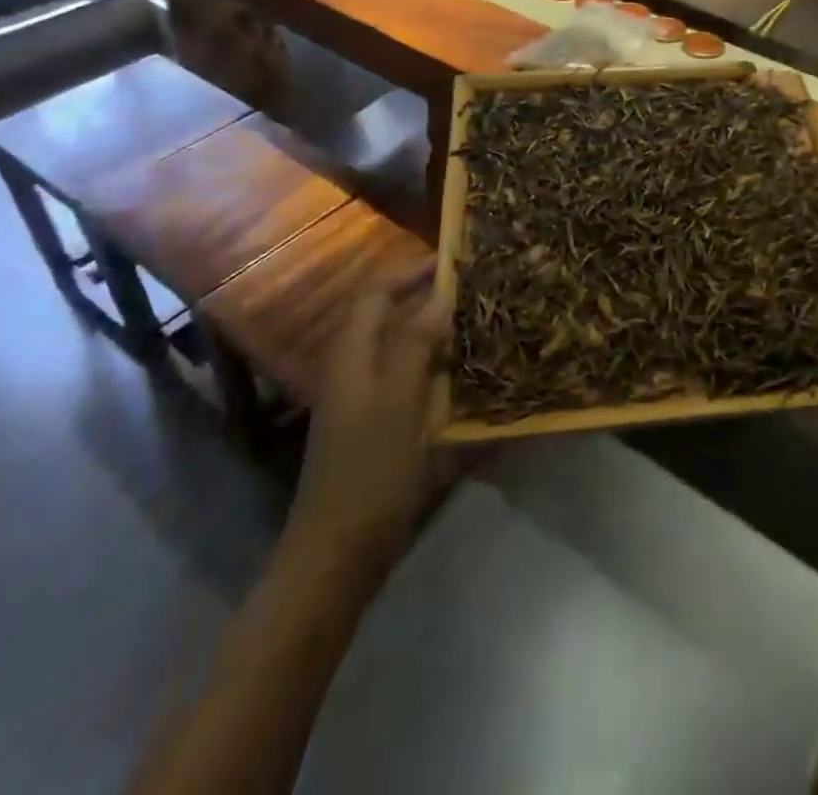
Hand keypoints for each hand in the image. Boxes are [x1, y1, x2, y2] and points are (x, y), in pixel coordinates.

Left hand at [279, 258, 451, 588]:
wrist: (337, 557)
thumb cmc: (369, 472)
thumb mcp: (398, 402)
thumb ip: (415, 344)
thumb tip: (440, 296)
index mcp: (353, 357)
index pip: (377, 294)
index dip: (411, 272)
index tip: (454, 261)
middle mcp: (356, 371)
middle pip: (390, 319)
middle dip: (429, 301)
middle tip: (476, 294)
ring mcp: (365, 403)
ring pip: (403, 352)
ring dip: (437, 336)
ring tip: (480, 329)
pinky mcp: (379, 431)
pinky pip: (411, 384)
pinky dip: (437, 373)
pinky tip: (468, 382)